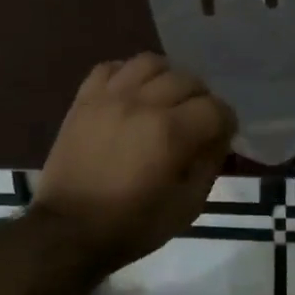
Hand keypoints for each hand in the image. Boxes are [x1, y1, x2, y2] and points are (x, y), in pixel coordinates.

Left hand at [31, 53, 236, 275]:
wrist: (68, 231)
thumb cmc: (132, 226)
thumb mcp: (186, 208)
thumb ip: (208, 166)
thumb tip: (216, 139)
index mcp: (171, 133)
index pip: (216, 107)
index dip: (226, 122)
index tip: (221, 137)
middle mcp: (143, 104)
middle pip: (186, 79)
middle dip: (200, 99)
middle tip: (195, 121)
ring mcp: (109, 97)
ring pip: (149, 63)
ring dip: (165, 78)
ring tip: (164, 99)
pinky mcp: (84, 99)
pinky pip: (110, 68)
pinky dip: (126, 75)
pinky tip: (130, 94)